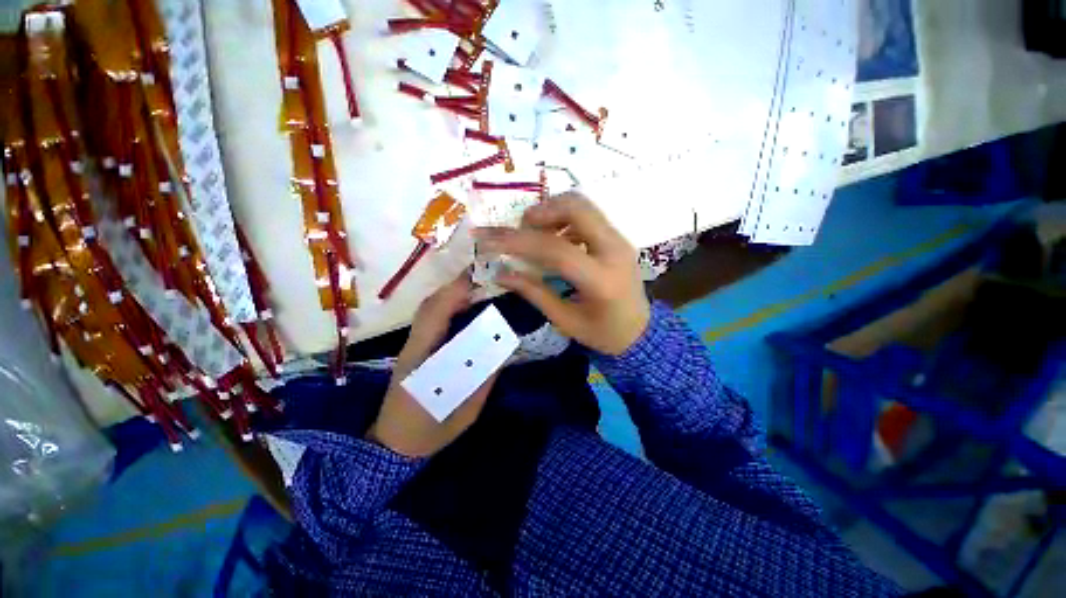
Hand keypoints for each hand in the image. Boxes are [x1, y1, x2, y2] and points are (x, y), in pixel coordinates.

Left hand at [366, 274, 496, 457]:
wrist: (395, 444)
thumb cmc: (431, 431)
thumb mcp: (466, 410)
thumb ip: (484, 379)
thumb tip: (503, 349)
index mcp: (423, 364)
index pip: (435, 320)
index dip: (454, 295)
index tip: (477, 280)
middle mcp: (413, 348)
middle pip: (429, 308)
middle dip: (455, 288)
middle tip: (484, 279)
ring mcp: (410, 346)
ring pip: (427, 311)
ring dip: (450, 294)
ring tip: (477, 288)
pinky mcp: (412, 348)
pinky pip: (428, 320)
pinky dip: (445, 306)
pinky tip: (463, 307)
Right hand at [474, 193, 650, 355]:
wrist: (641, 332)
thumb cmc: (602, 334)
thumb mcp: (565, 320)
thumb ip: (534, 293)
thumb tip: (501, 273)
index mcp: (601, 280)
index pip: (556, 250)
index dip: (519, 242)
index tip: (489, 239)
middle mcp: (615, 251)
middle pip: (576, 208)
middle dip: (540, 212)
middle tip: (520, 228)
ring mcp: (620, 241)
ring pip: (583, 206)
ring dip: (552, 212)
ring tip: (533, 233)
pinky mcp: (618, 239)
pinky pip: (588, 216)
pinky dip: (565, 219)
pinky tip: (554, 239)